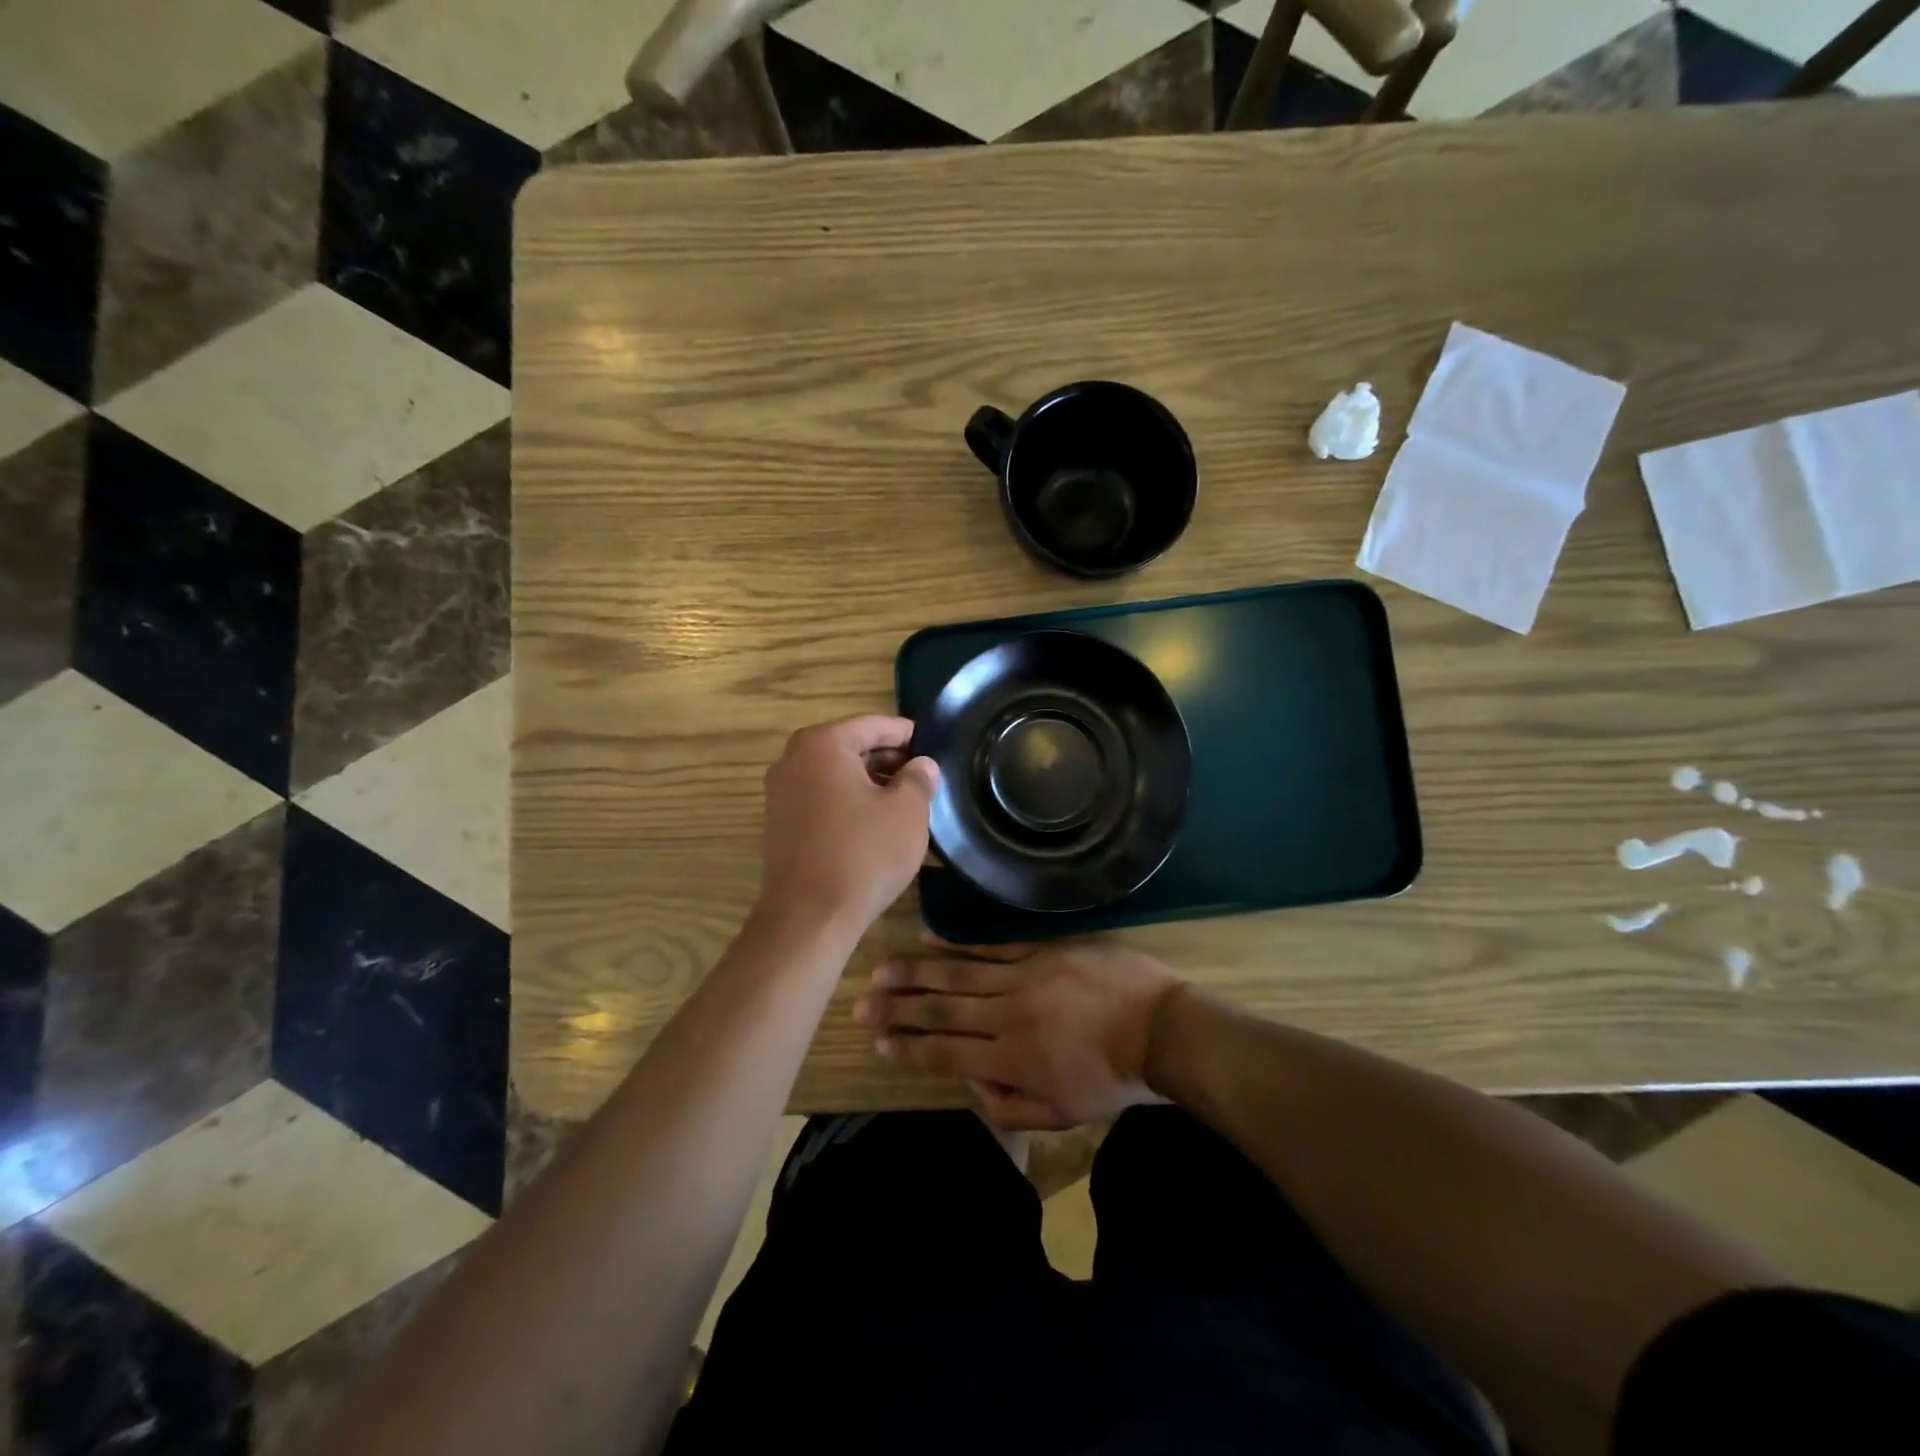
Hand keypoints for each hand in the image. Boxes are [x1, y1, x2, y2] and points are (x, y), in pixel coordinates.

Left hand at [758, 716, 937, 938]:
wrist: (809, 918)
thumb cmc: (863, 854)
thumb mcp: (907, 811)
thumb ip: (919, 778)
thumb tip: (922, 766)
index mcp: (822, 744)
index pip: (875, 725)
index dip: (909, 736)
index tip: (936, 750)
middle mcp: (794, 761)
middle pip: (855, 751)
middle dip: (893, 766)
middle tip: (928, 783)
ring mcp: (782, 795)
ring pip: (842, 781)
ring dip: (877, 793)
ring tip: (914, 812)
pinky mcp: (782, 827)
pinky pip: (827, 806)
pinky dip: (856, 812)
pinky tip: (885, 834)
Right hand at [852, 939, 1182, 1128]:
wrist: (1161, 1029)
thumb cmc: (1114, 1078)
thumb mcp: (1064, 1114)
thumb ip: (1012, 1106)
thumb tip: (972, 1085)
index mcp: (1010, 1060)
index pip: (945, 1052)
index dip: (908, 1048)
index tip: (877, 1042)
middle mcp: (1005, 1016)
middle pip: (941, 1010)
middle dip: (897, 1009)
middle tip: (861, 1004)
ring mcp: (1021, 977)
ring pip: (958, 974)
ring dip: (916, 973)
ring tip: (882, 970)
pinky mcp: (1040, 951)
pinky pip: (991, 946)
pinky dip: (958, 944)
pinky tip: (930, 939)